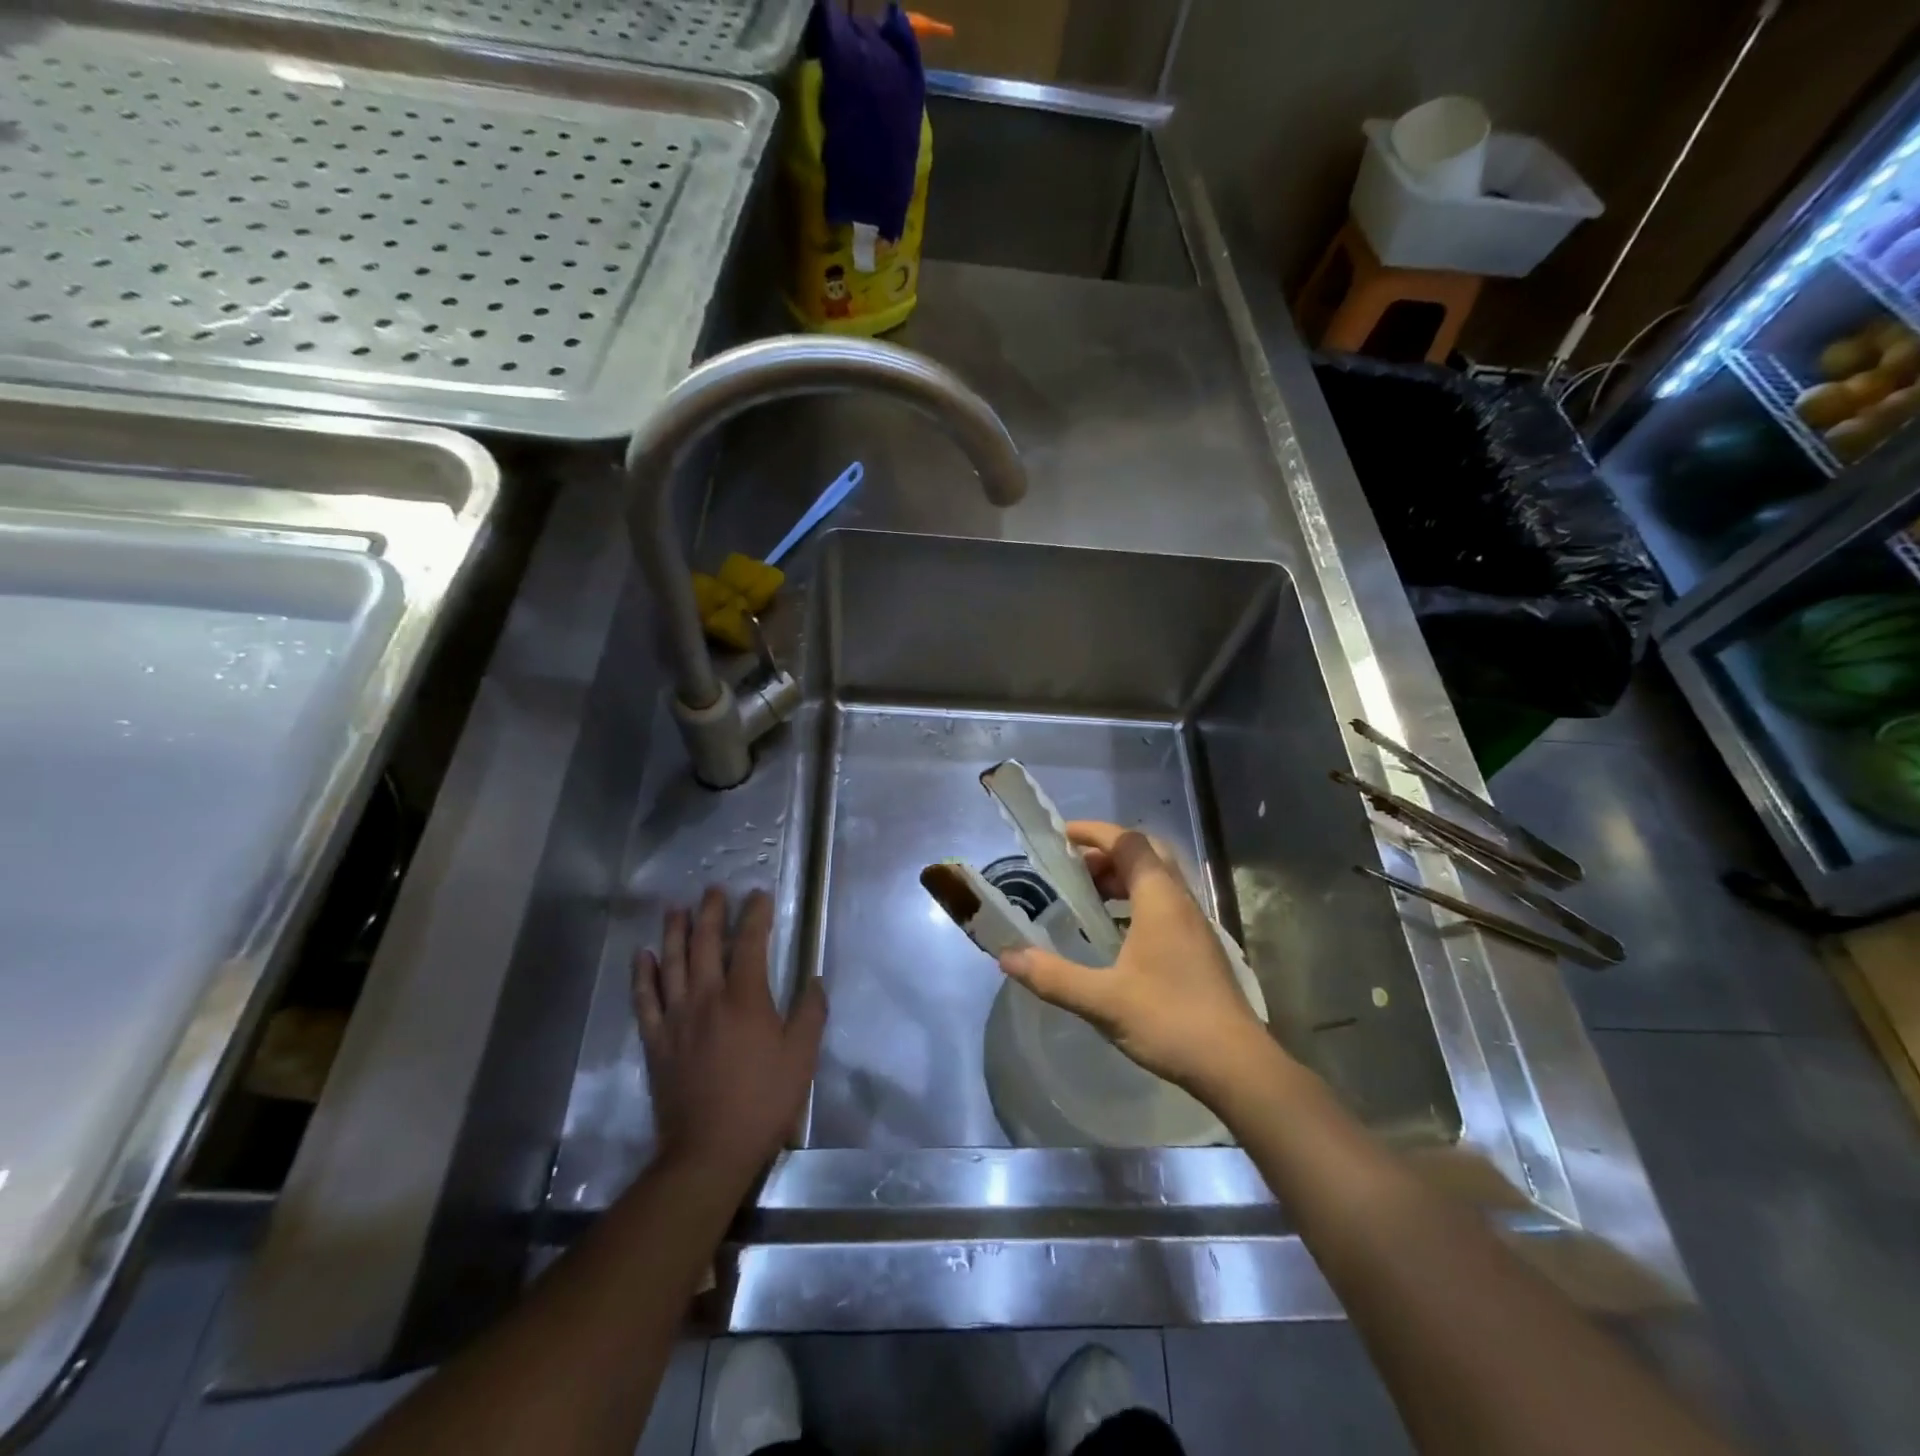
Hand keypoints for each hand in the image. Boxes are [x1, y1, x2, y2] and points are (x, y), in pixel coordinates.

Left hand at [633, 888, 825, 1183]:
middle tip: (713, 890)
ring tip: (676, 909)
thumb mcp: (801, 1058)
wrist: (708, 1150)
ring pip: (671, 963)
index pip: (750, 942)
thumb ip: (810, 1014)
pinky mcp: (656, 1041)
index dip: (755, 914)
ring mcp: (676, 1018)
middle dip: (710, 912)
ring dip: (673, 932)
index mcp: (745, 998)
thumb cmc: (763, 1101)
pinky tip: (642, 955)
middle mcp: (707, 997)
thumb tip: (813, 980)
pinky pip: (644, 999)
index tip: (758, 894)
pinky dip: (642, 974)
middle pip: (705, 943)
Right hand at [997, 822, 1277, 1097]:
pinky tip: (1115, 933)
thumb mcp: (1102, 1001)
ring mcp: (1194, 924)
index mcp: (1160, 899)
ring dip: (1122, 878)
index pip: (1127, 842)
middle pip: (1145, 854)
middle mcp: (1180, 901)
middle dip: (1106, 853)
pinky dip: (1135, 901)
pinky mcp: (1199, 947)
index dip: (1093, 832)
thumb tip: (1007, 956)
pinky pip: (1163, 904)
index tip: (1060, 837)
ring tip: (1086, 898)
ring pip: (1156, 880)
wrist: (1236, 1065)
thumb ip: (1052, 976)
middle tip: (1072, 869)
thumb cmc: (1169, 1020)